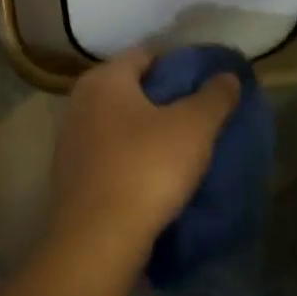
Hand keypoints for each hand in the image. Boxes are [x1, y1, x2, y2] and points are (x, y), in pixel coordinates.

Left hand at [47, 48, 240, 280]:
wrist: (97, 239)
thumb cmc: (146, 168)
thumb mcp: (193, 128)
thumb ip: (214, 96)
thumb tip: (227, 76)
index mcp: (103, 79)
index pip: (146, 56)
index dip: (179, 66)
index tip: (206, 86)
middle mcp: (78, 102)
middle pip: (130, 89)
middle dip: (163, 100)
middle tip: (199, 116)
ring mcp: (69, 140)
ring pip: (118, 124)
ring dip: (146, 131)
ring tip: (182, 148)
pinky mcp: (70, 175)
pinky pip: (108, 154)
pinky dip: (130, 157)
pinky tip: (155, 176)